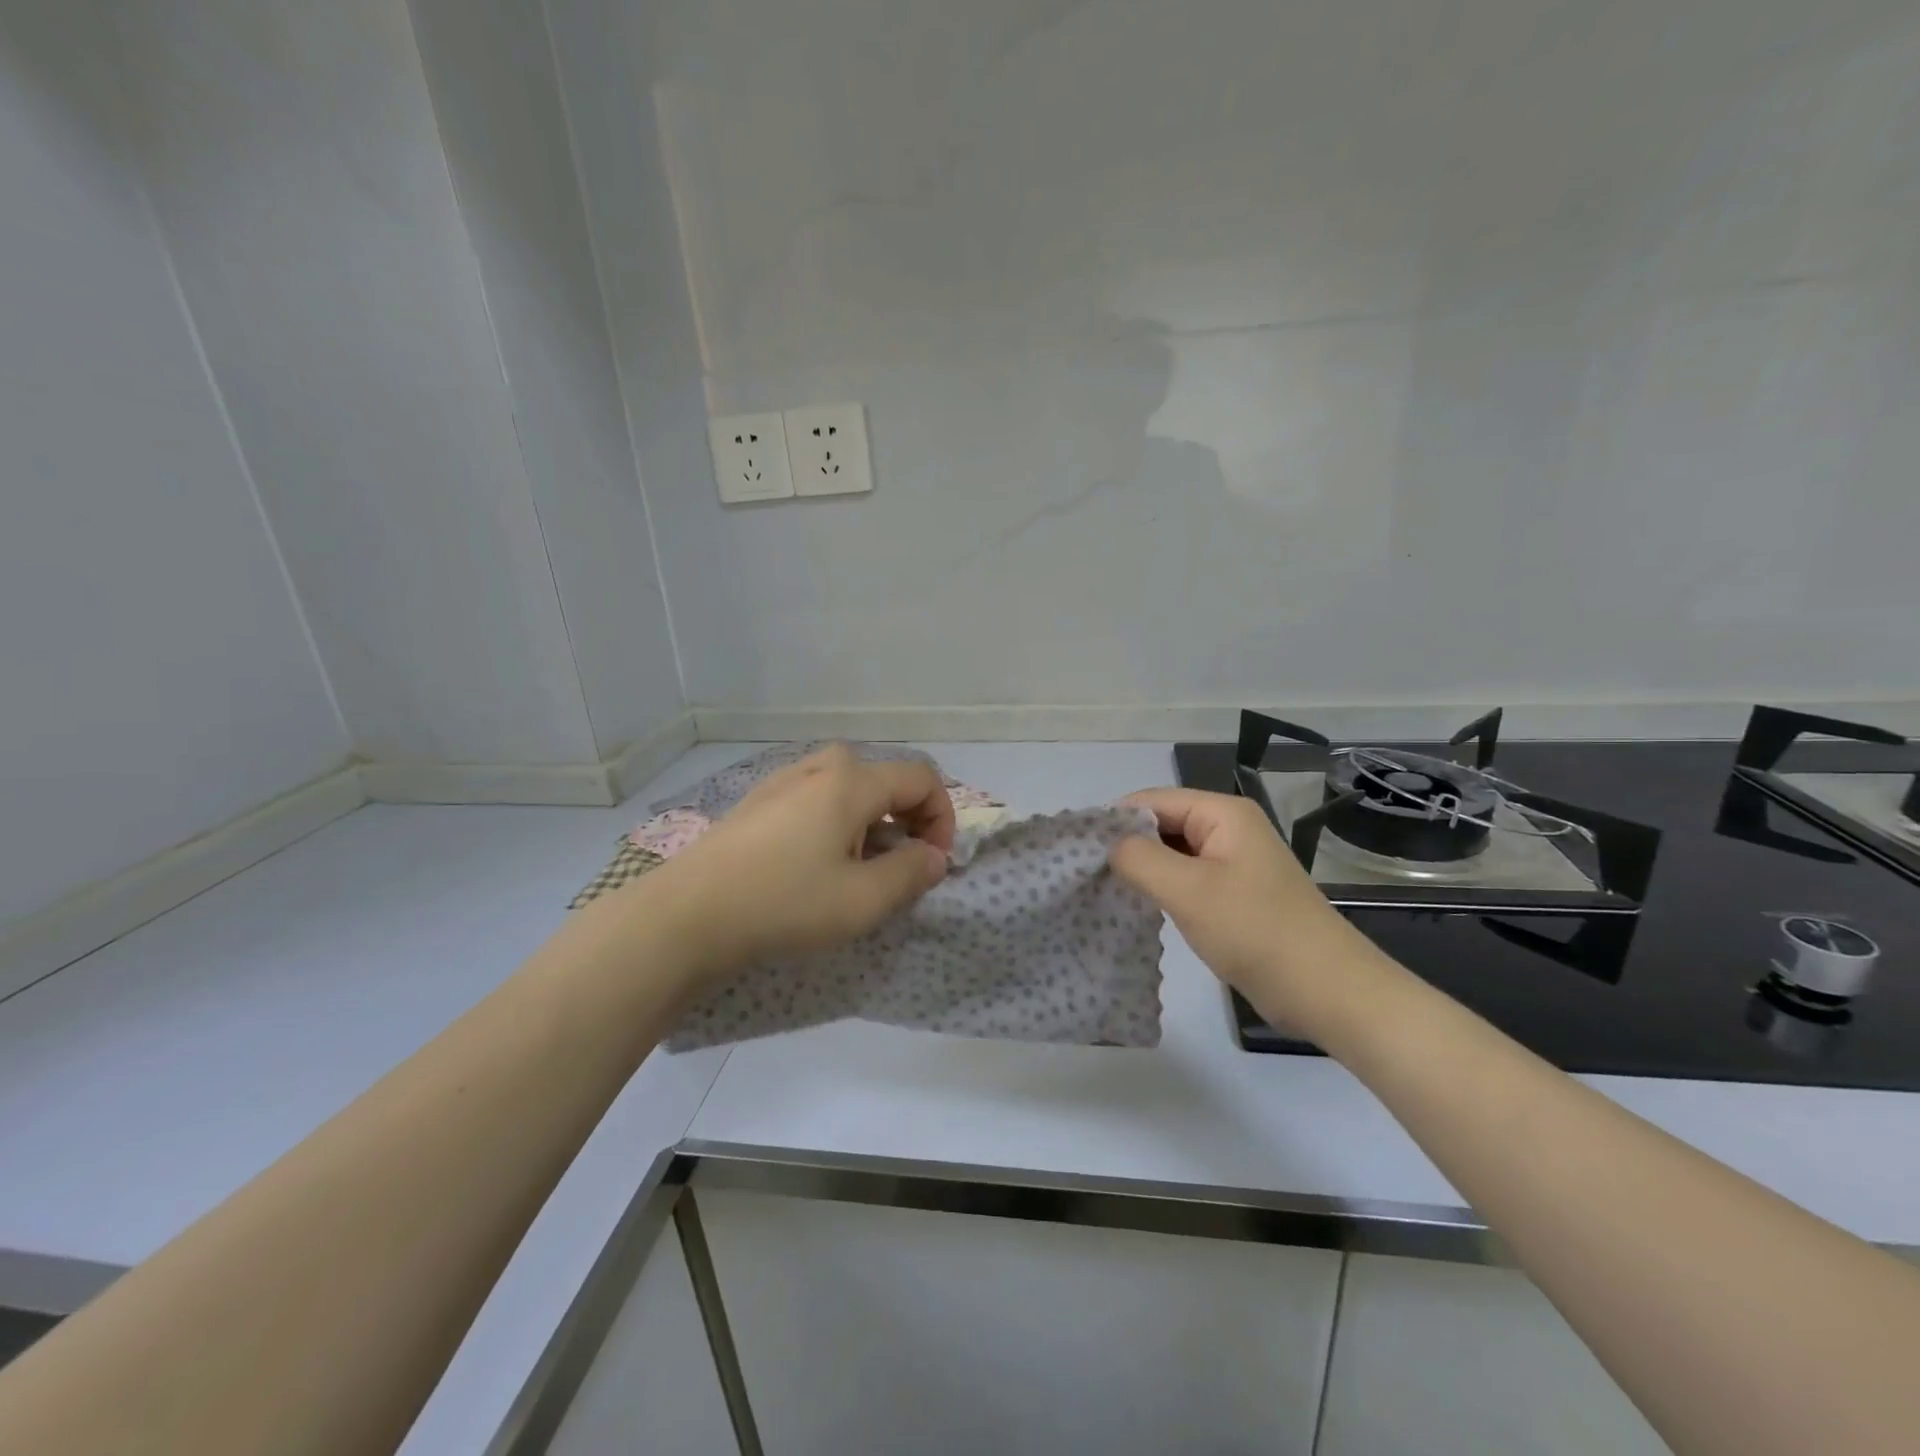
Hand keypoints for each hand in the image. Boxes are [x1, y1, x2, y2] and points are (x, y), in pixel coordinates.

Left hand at [642, 744, 954, 980]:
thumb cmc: (784, 903)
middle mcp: (819, 767)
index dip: (942, 818)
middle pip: (885, 780)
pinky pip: (817, 800)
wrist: (685, 916)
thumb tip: (934, 857)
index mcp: (851, 781)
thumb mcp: (862, 900)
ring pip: (850, 790)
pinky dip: (837, 825)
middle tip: (900, 867)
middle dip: (907, 821)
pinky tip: (815, 867)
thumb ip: (911, 874)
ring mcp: (783, 781)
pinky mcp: (758, 802)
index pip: (921, 779)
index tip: (934, 864)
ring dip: (872, 825)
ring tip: (859, 871)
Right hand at [1110, 788, 1386, 1027]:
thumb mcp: (1188, 891)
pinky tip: (1140, 907)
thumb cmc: (1255, 931)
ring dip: (1144, 869)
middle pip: (1163, 824)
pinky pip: (1188, 878)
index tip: (1078, 850)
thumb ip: (1139, 858)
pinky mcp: (1236, 894)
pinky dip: (1164, 888)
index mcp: (1223, 814)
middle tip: (1087, 874)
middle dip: (1127, 845)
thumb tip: (1108, 844)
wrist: (1327, 991)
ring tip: (1105, 890)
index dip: (1114, 820)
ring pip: (1173, 854)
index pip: (1152, 800)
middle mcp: (1229, 829)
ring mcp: (1234, 863)